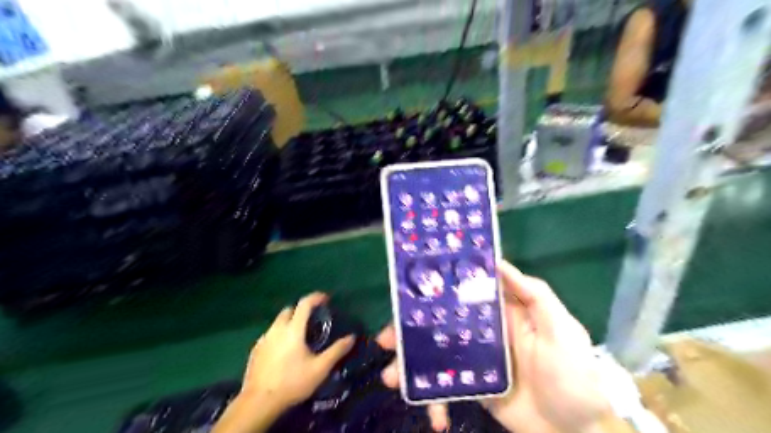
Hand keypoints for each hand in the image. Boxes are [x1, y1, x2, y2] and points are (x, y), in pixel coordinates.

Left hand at [240, 295, 354, 409]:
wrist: (259, 403)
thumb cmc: (292, 383)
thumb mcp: (320, 369)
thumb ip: (336, 351)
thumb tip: (352, 337)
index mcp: (293, 329)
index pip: (304, 303)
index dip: (316, 297)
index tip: (326, 299)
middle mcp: (277, 329)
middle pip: (289, 309)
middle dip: (301, 309)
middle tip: (313, 319)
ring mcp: (264, 339)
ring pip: (278, 322)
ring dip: (289, 322)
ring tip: (299, 335)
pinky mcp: (255, 350)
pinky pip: (270, 335)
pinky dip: (279, 335)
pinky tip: (284, 350)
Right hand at [377, 260, 611, 432]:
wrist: (577, 430)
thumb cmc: (573, 373)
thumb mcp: (560, 328)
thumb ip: (533, 294)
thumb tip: (498, 262)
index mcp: (499, 311)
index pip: (462, 292)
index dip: (436, 289)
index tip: (408, 291)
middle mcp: (482, 330)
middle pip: (439, 323)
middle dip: (410, 329)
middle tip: (387, 339)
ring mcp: (473, 359)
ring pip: (435, 354)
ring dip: (411, 364)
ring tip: (392, 377)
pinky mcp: (471, 386)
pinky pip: (445, 387)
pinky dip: (435, 401)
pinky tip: (434, 416)